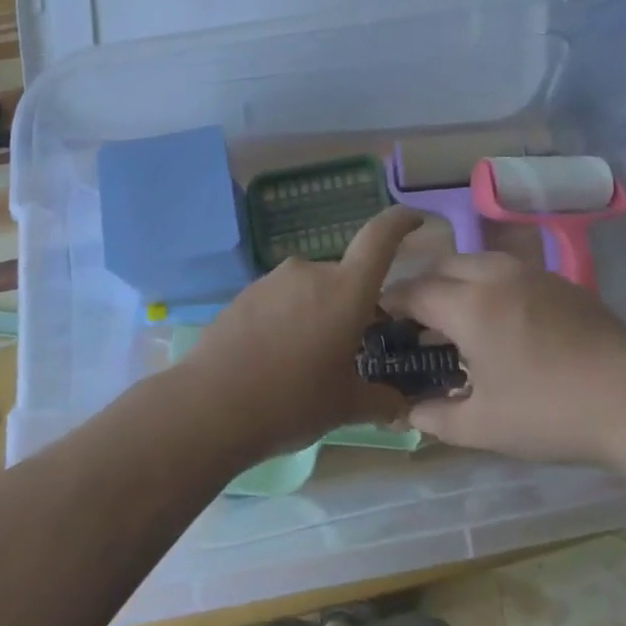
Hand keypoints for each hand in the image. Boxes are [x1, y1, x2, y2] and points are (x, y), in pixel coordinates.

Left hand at [180, 207, 423, 461]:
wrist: (211, 407)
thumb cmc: (291, 401)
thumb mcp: (345, 406)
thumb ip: (380, 400)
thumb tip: (402, 406)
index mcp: (345, 291)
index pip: (380, 238)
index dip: (400, 222)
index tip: (414, 219)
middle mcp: (310, 272)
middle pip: (343, 276)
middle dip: (351, 304)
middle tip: (349, 346)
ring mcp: (273, 280)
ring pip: (310, 289)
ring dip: (317, 313)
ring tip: (306, 360)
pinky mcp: (245, 294)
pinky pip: (280, 299)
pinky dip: (287, 318)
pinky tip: (275, 357)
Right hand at [384, 252, 625, 465]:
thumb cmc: (550, 413)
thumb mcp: (485, 426)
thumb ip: (438, 417)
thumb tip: (409, 412)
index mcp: (469, 305)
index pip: (415, 291)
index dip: (391, 302)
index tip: (380, 317)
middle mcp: (495, 275)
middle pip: (443, 265)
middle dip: (422, 286)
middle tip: (416, 320)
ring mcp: (530, 273)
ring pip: (477, 261)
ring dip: (456, 280)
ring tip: (456, 316)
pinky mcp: (559, 281)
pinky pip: (508, 270)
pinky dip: (488, 283)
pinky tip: (501, 318)